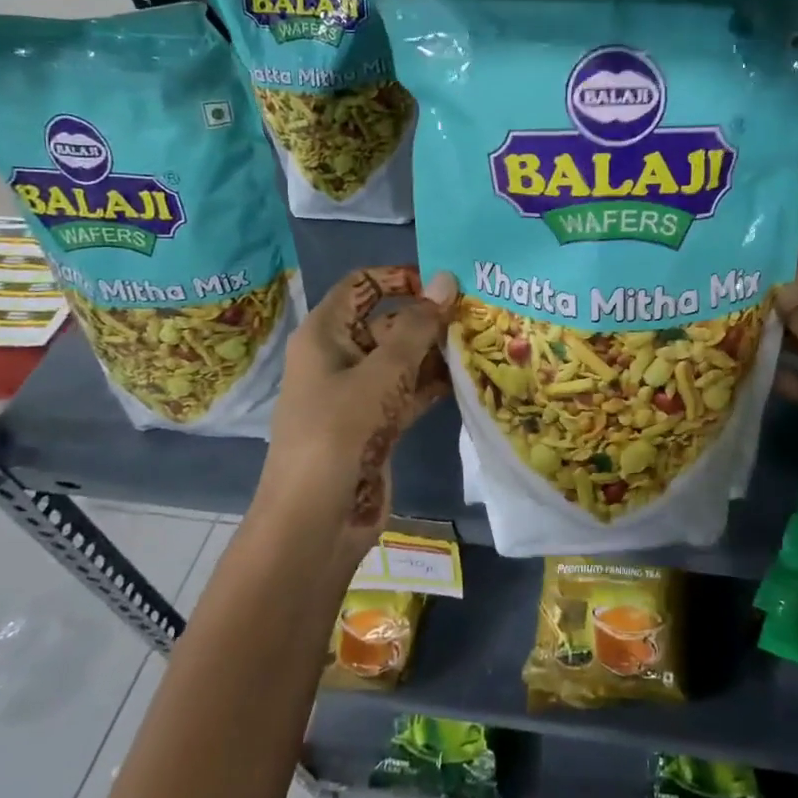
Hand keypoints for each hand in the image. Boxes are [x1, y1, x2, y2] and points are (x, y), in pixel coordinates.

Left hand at [256, 266, 457, 567]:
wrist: (317, 519)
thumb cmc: (340, 431)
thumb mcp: (381, 372)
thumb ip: (418, 326)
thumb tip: (445, 279)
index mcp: (326, 333)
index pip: (361, 285)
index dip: (399, 277)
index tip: (442, 285)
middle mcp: (340, 357)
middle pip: (387, 320)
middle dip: (427, 317)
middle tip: (476, 314)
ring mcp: (358, 393)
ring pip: (401, 358)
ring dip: (435, 352)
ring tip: (481, 341)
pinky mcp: (376, 424)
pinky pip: (408, 391)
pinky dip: (433, 384)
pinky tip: (469, 378)